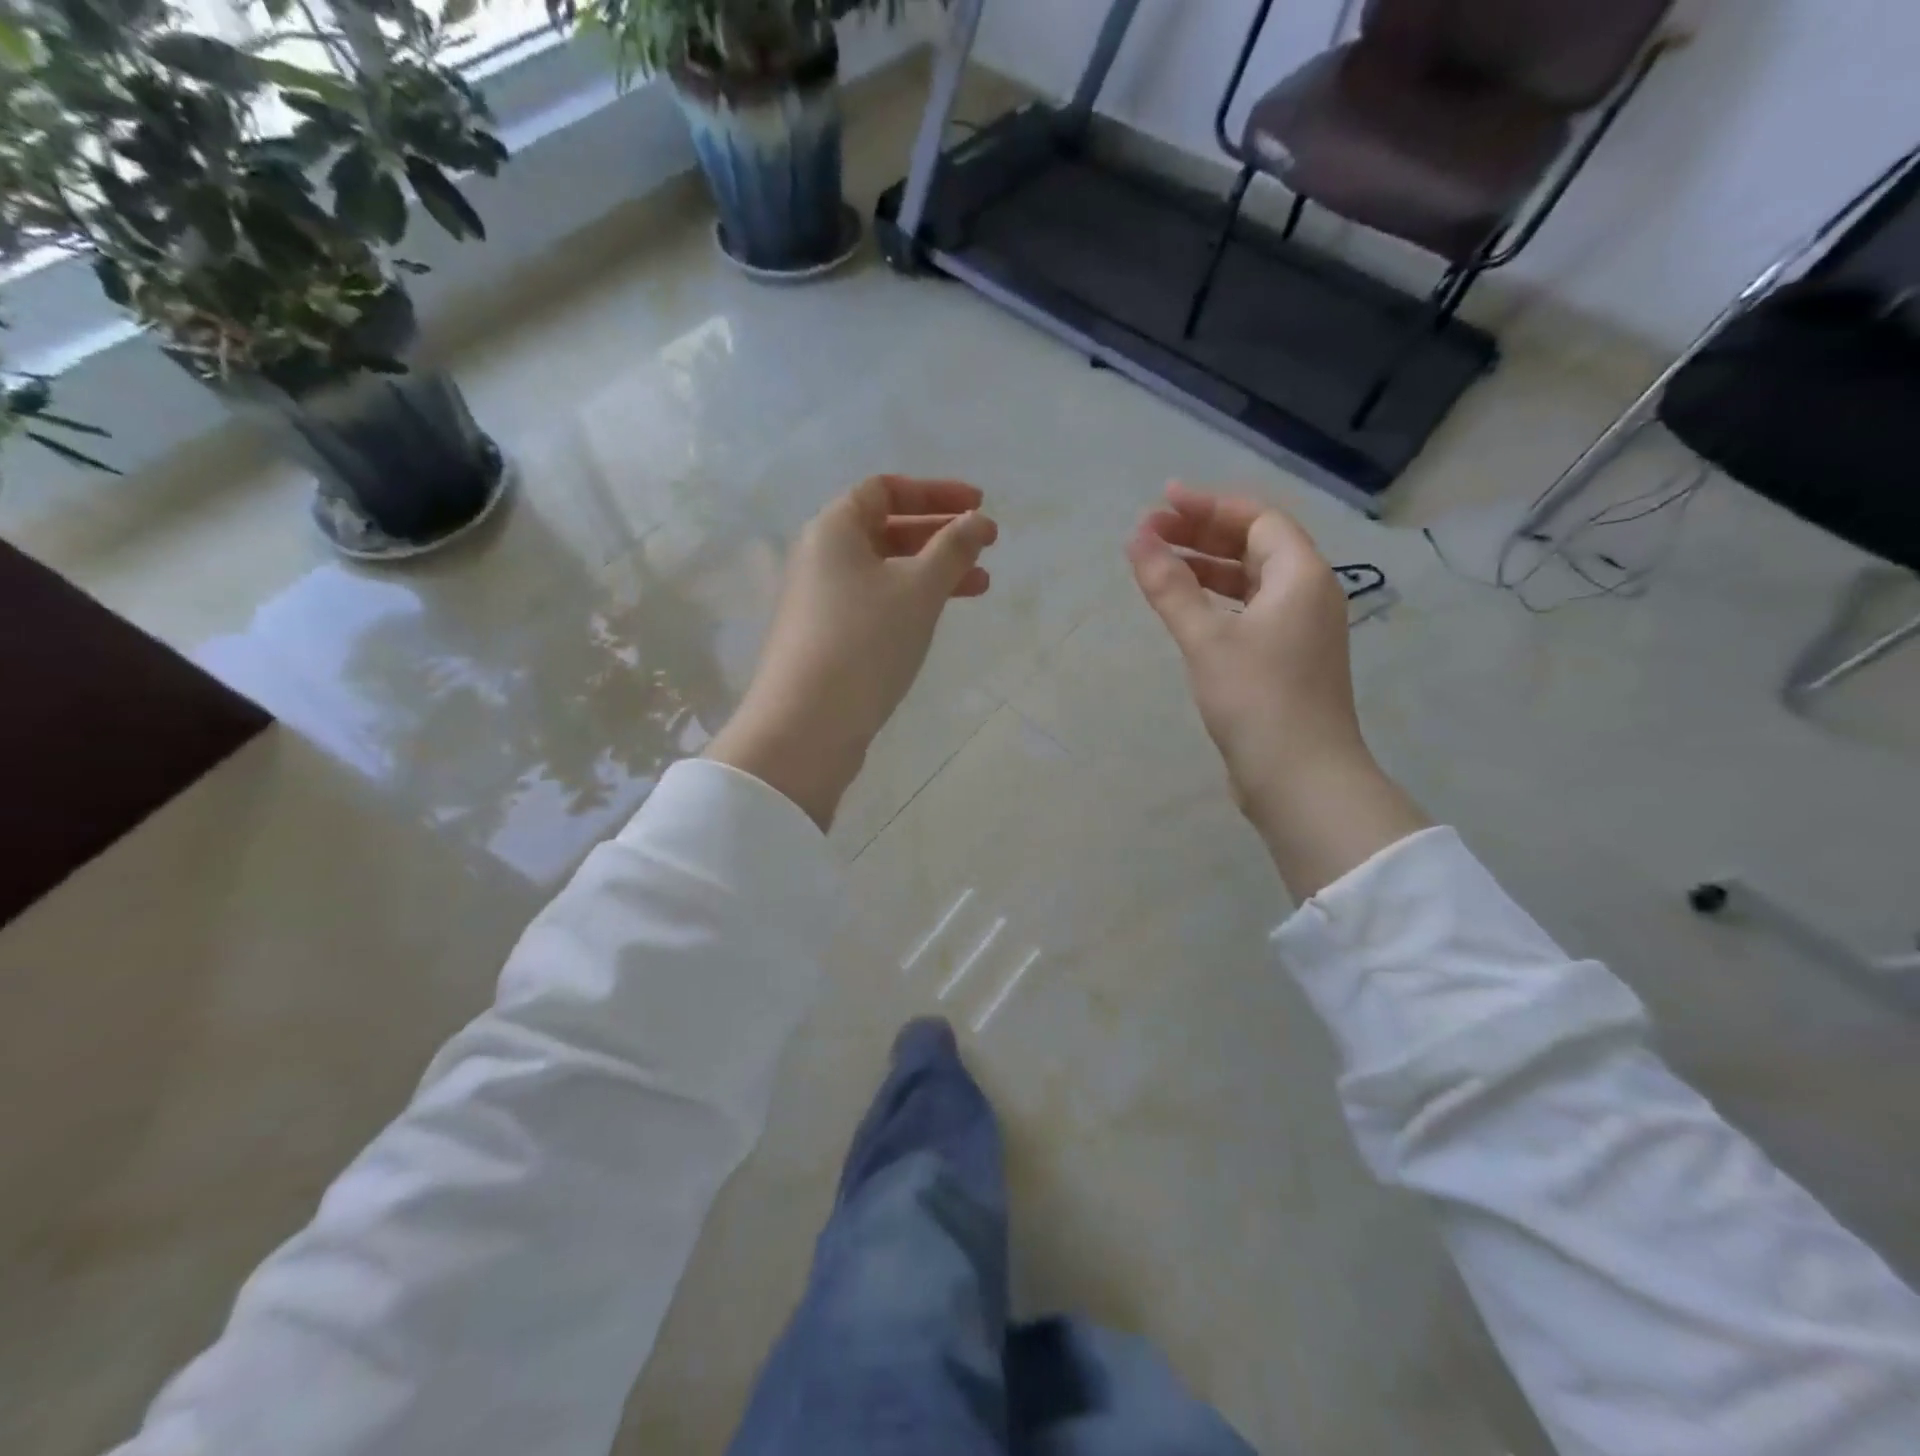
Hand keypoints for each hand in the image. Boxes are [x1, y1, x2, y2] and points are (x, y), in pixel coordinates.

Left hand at [708, 476, 997, 831]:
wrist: (806, 726)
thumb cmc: (865, 642)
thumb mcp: (918, 589)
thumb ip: (953, 549)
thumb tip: (978, 521)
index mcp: (834, 529)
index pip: (885, 489)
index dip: (935, 492)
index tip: (978, 505)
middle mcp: (821, 557)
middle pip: (886, 528)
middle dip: (940, 534)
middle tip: (987, 546)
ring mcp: (822, 600)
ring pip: (886, 570)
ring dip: (932, 571)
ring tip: (981, 587)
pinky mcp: (827, 637)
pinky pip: (876, 602)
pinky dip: (911, 601)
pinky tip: (938, 618)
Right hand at [1128, 483, 1428, 898]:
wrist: (1300, 778)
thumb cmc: (1257, 700)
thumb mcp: (1206, 638)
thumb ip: (1170, 586)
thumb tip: (1137, 538)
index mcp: (1301, 576)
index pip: (1256, 519)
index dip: (1208, 506)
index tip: (1161, 502)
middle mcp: (1308, 594)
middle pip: (1255, 546)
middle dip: (1203, 534)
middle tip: (1152, 531)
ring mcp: (1300, 630)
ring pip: (1251, 581)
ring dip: (1207, 568)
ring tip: (1160, 564)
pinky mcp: (1286, 661)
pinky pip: (1250, 612)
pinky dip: (1217, 602)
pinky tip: (1187, 610)